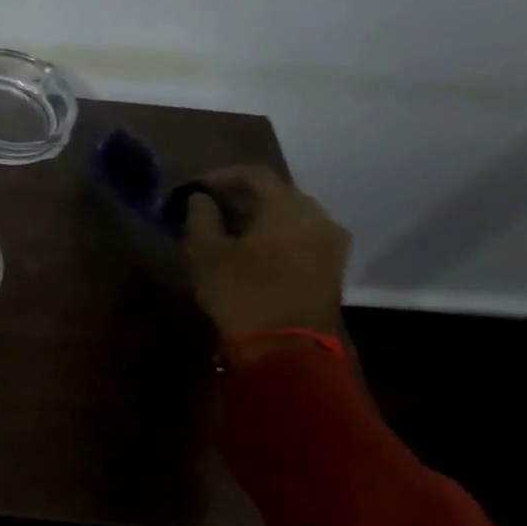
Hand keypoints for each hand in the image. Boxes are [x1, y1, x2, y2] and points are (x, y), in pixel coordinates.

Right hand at [184, 166, 348, 354]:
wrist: (285, 350)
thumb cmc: (241, 293)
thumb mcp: (206, 253)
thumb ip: (201, 217)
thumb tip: (201, 199)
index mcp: (289, 207)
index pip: (254, 175)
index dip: (220, 176)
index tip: (193, 188)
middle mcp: (318, 217)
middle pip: (276, 193)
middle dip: (240, 197)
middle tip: (208, 207)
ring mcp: (332, 243)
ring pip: (290, 215)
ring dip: (258, 216)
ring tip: (226, 229)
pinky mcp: (333, 267)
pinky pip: (301, 236)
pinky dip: (275, 234)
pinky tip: (250, 248)